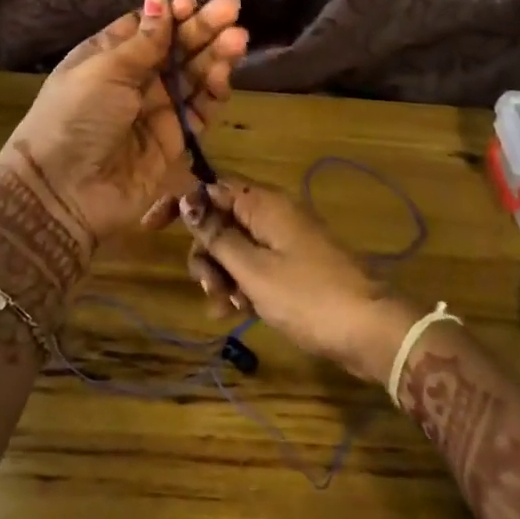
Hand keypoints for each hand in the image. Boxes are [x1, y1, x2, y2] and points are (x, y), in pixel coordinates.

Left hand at [2, 0, 247, 247]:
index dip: (172, 15)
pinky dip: (213, 91)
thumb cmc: (76, 117)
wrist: (64, 192)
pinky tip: (224, 73)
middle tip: (232, 10)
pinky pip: (200, 110)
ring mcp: (157, 109)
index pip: (149, 27)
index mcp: (109, 56)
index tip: (191, 4)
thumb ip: (142, 40)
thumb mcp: (104, 70)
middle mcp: (135, 79)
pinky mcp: (176, 139)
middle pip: (176, 48)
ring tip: (237, 38)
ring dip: (215, 55)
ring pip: (193, 75)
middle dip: (203, 28)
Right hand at [165, 180, 419, 384]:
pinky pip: (254, 266)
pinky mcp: (293, 266)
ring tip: (227, 308)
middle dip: (206, 253)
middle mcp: (272, 214)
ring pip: (235, 247)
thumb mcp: (253, 269)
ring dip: (222, 275)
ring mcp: (284, 240)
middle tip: (211, 289)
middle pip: (220, 221)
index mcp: (263, 204)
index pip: (209, 188)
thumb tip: (186, 199)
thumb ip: (217, 235)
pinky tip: (238, 312)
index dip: (179, 204)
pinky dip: (242, 285)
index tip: (150, 228)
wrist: (369, 330)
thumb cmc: (307, 296)